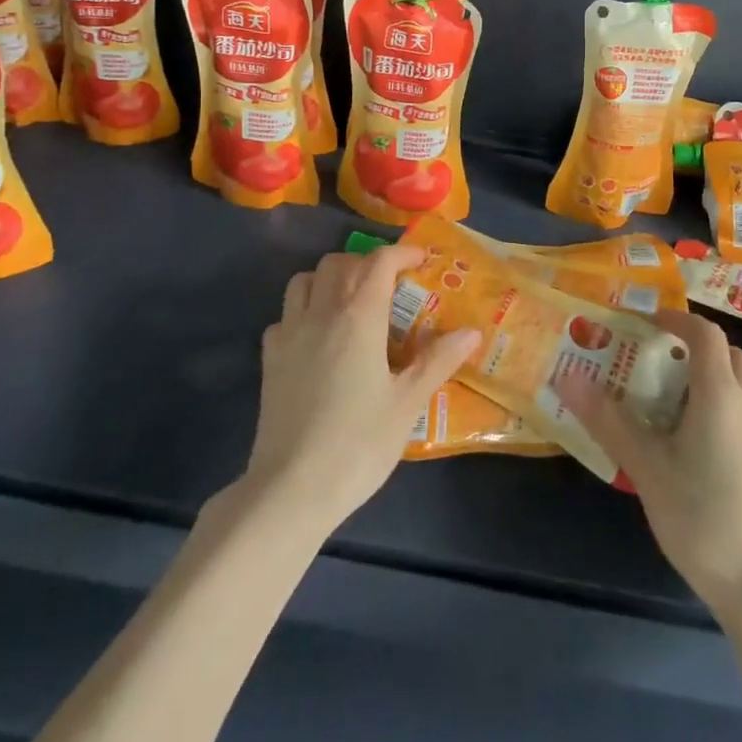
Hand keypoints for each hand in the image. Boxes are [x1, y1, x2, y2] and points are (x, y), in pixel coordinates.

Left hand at [241, 246, 480, 535]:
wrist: (291, 488)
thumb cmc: (358, 443)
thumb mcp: (407, 404)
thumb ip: (438, 361)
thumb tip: (472, 332)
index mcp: (358, 317)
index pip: (379, 263)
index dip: (401, 253)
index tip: (421, 260)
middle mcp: (321, 313)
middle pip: (339, 264)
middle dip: (366, 264)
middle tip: (389, 286)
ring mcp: (289, 334)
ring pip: (304, 280)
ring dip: (329, 279)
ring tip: (350, 302)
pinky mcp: (269, 359)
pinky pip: (284, 315)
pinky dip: (303, 311)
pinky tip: (317, 338)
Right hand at [557, 308, 741, 619]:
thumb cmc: (701, 518)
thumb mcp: (645, 467)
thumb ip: (606, 418)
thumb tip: (566, 375)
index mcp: (720, 393)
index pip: (704, 333)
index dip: (676, 319)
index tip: (646, 323)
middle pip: (729, 353)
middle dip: (695, 347)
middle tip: (659, 362)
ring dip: (720, 374)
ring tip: (685, 397)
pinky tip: (727, 433)